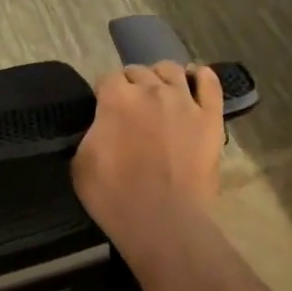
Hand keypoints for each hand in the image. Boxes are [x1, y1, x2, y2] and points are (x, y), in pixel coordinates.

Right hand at [72, 63, 223, 240]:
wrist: (163, 220)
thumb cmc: (114, 196)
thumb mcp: (81, 163)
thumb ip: (92, 132)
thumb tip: (102, 123)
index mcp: (117, 98)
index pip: (107, 78)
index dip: (104, 92)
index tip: (104, 109)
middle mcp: (151, 89)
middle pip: (139, 71)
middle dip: (131, 84)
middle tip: (131, 107)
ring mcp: (184, 101)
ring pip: (171, 70)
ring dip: (161, 77)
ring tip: (160, 93)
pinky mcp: (210, 116)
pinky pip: (210, 82)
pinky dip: (201, 76)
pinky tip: (194, 80)